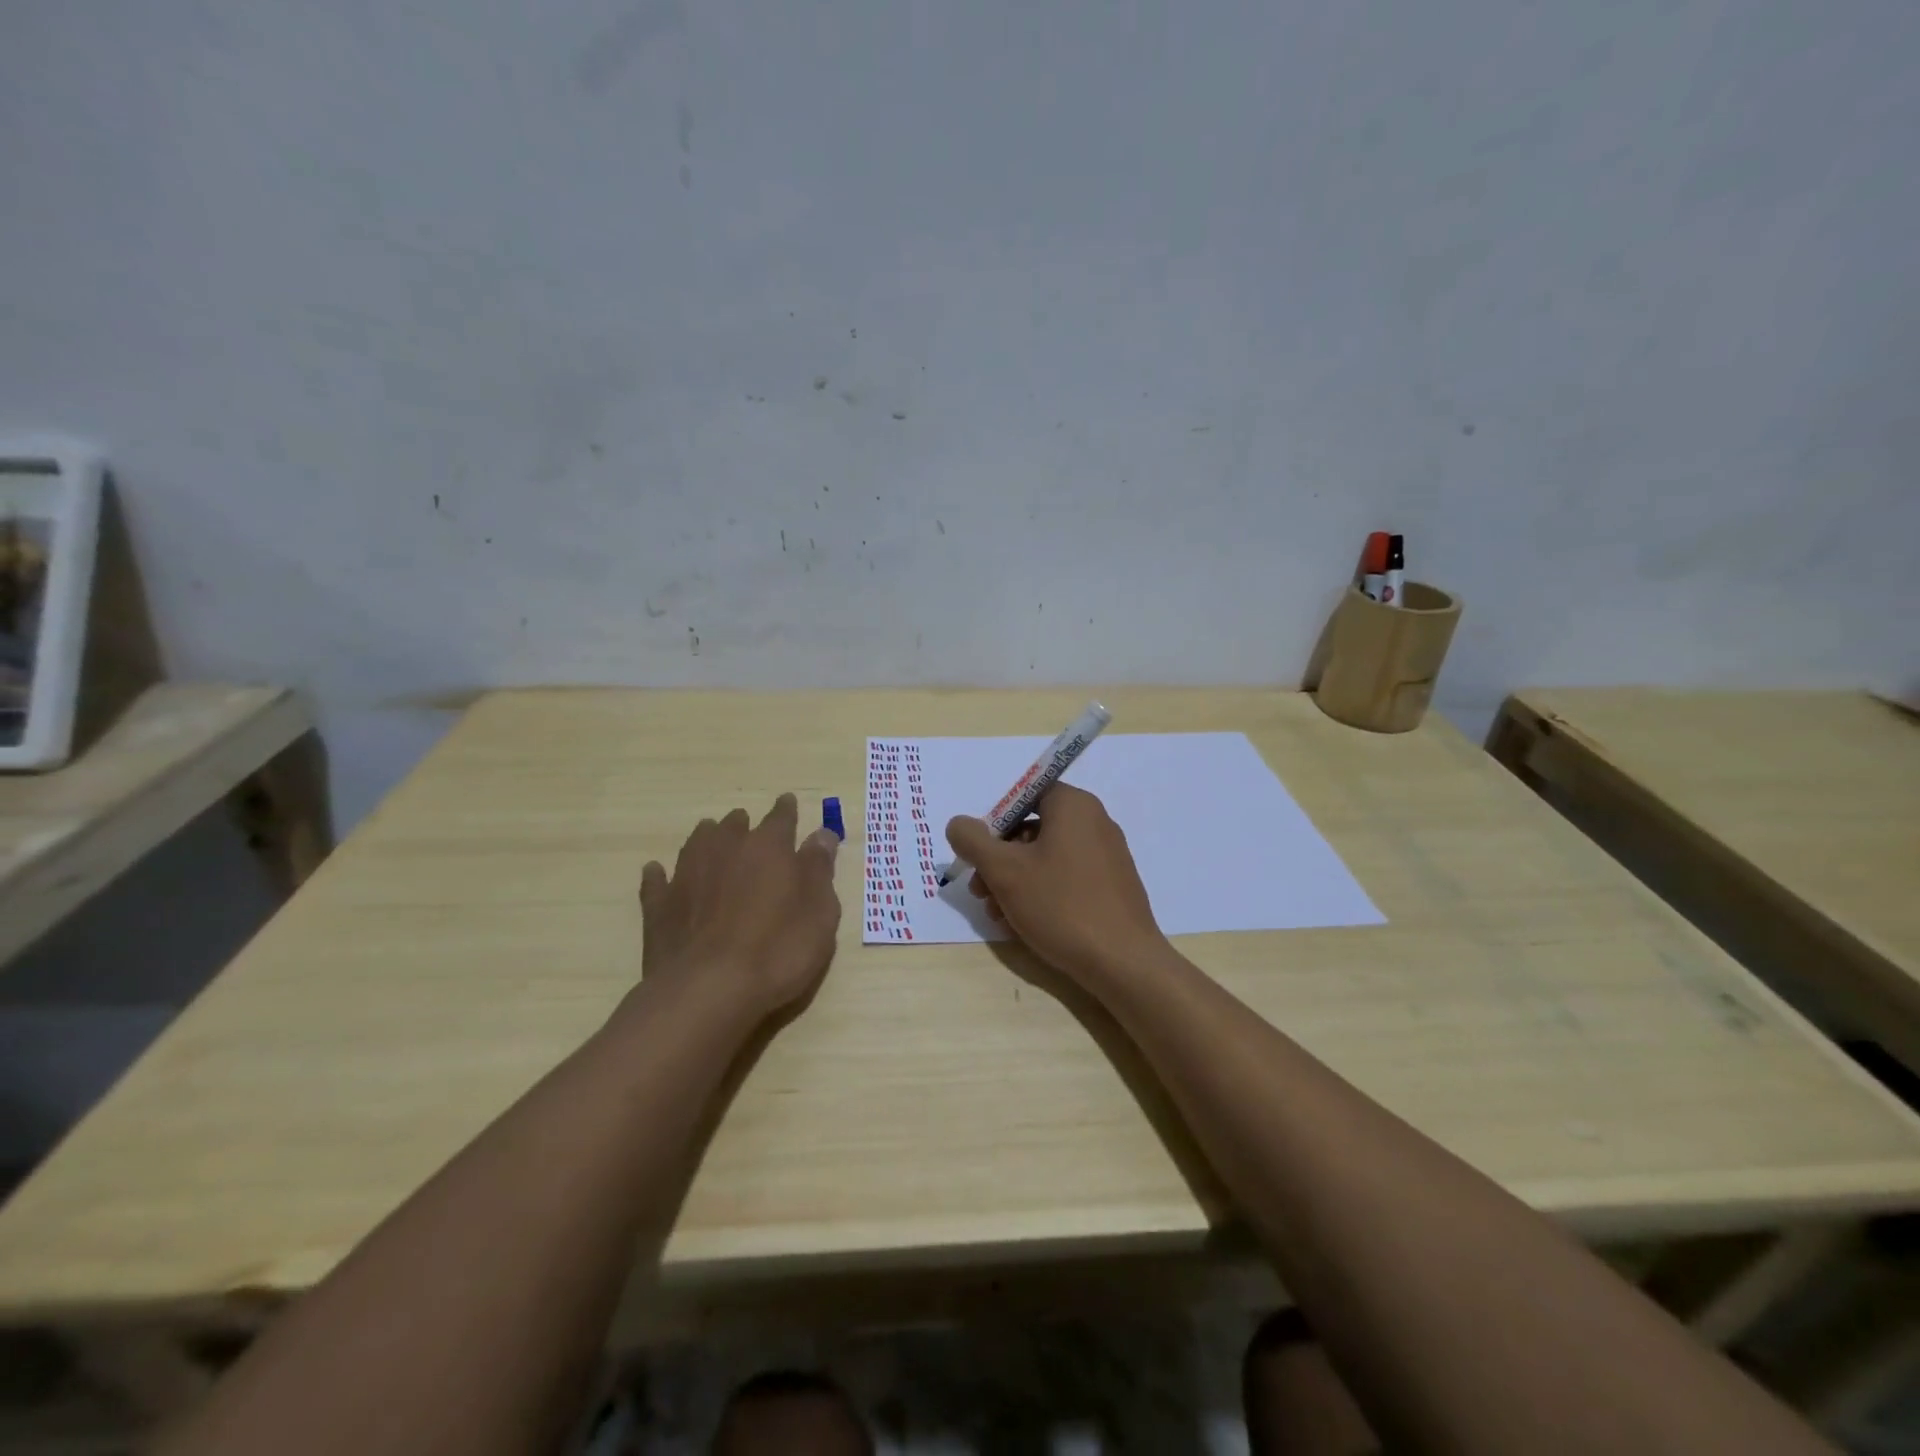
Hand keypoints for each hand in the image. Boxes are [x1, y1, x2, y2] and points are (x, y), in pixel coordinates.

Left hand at [639, 794, 841, 1021]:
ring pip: (697, 842)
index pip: (782, 818)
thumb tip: (822, 834)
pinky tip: (659, 873)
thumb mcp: (820, 912)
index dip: (788, 810)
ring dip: (708, 839)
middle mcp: (725, 849)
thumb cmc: (778, 950)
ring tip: (713, 839)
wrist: (708, 990)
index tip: (790, 803)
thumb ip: (819, 869)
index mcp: (769, 847)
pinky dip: (661, 875)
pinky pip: (657, 880)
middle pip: (736, 825)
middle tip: (753, 832)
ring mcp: (687, 875)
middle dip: (747, 826)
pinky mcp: (660, 906)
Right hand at [945, 782, 1169, 983]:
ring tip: (998, 915)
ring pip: (1046, 858)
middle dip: (999, 860)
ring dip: (1015, 882)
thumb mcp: (1004, 871)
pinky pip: (1067, 878)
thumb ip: (973, 841)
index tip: (980, 855)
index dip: (995, 822)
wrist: (1123, 962)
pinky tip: (1023, 924)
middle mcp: (1094, 822)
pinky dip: (1041, 893)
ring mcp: (1107, 855)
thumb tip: (958, 824)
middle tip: (980, 892)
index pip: (1024, 795)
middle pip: (1032, 829)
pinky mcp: (1112, 886)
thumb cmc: (1060, 905)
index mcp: (1073, 805)